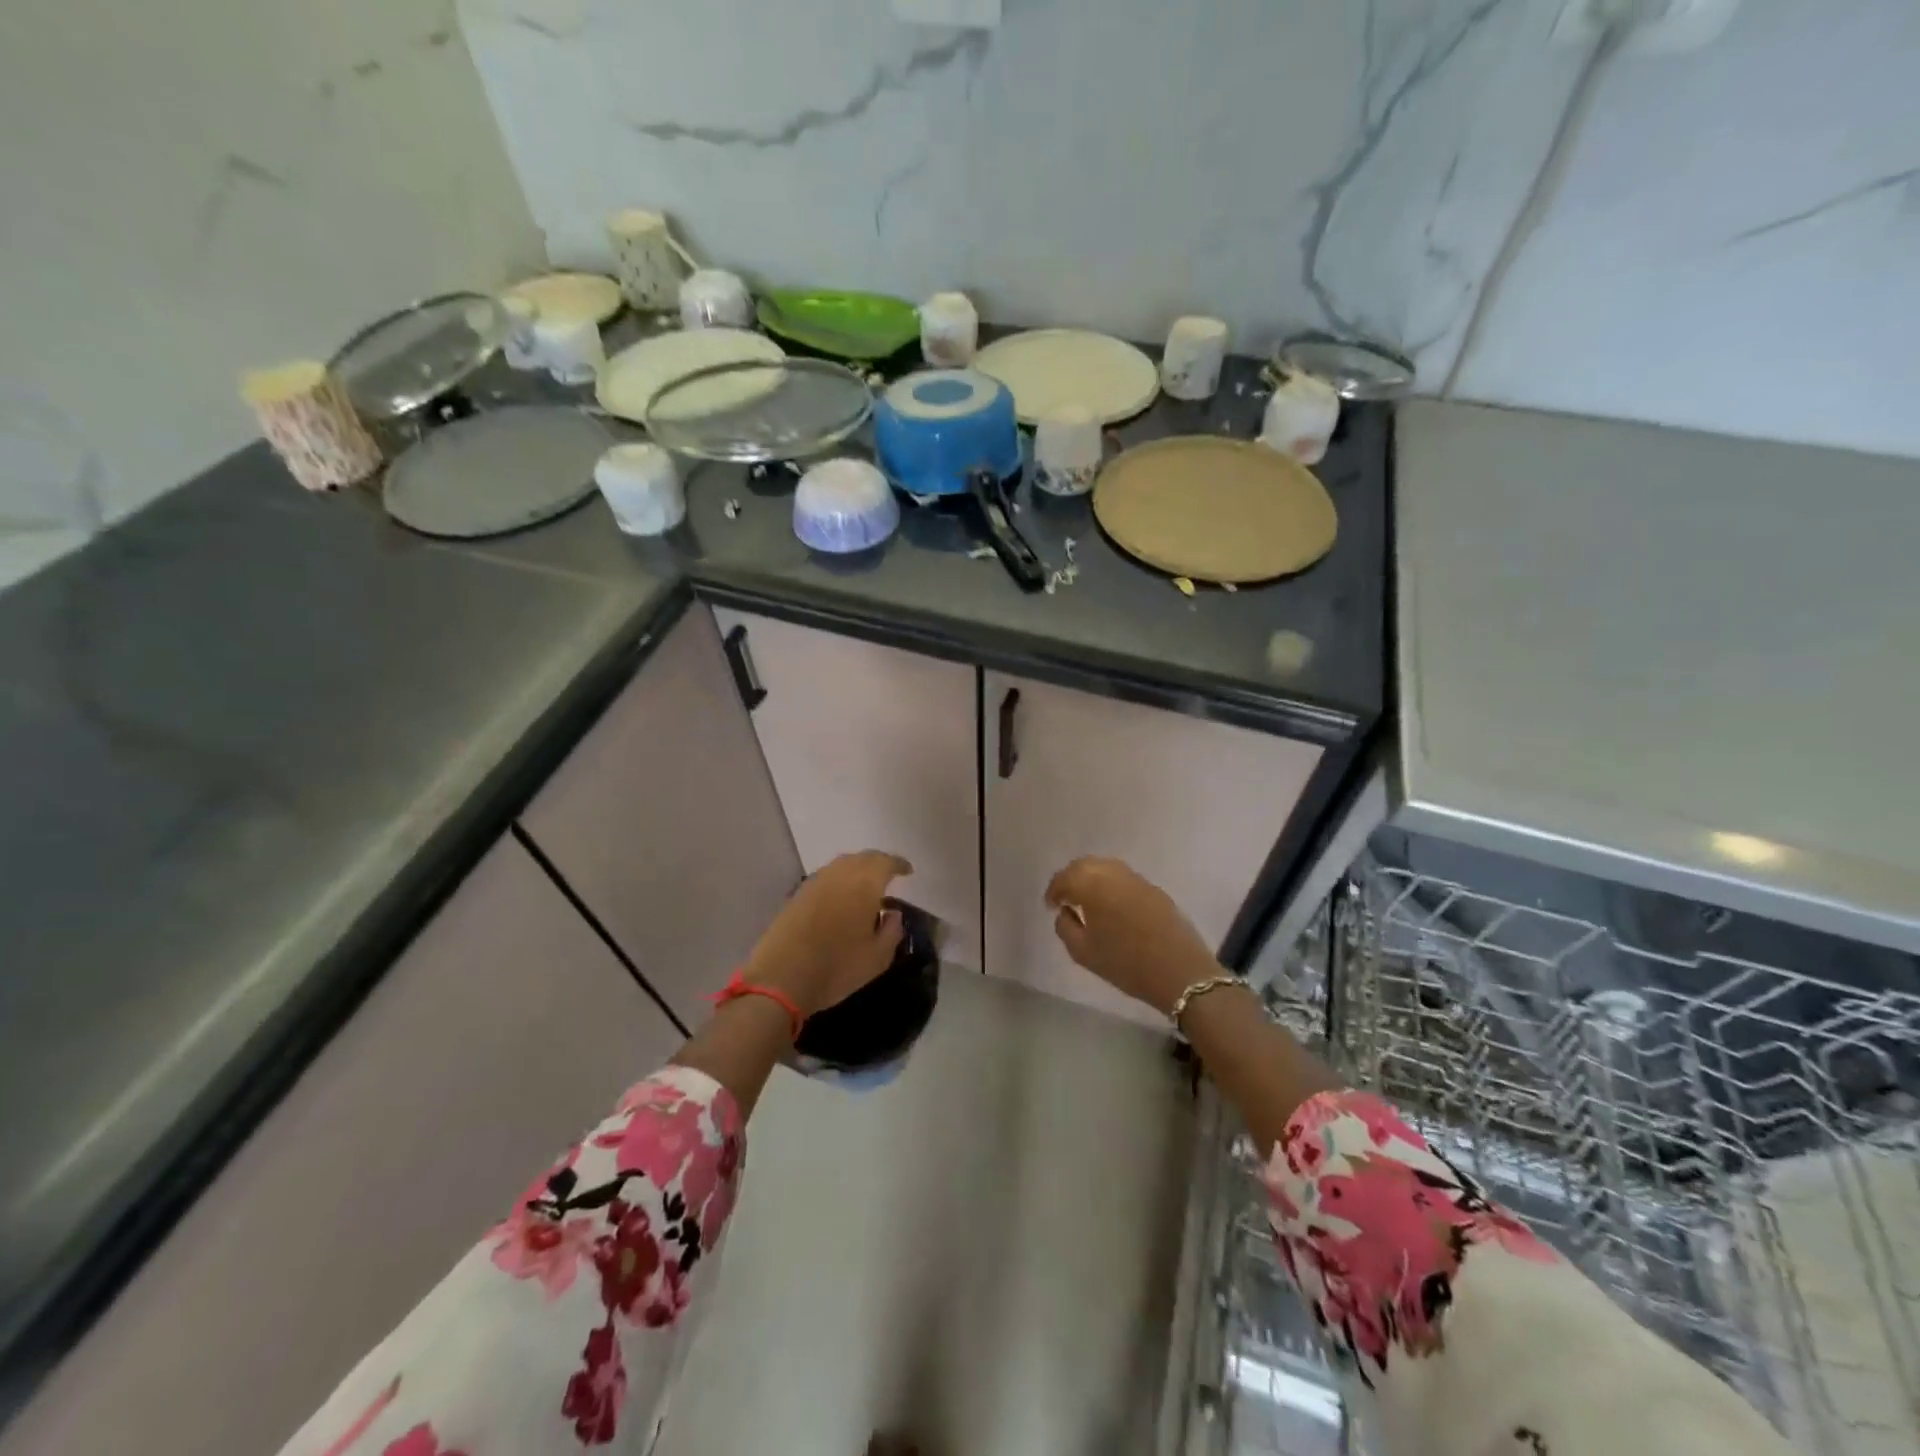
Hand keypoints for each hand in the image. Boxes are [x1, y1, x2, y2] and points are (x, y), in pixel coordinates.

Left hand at [744, 851, 912, 1018]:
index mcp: (863, 884)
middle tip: (888, 875)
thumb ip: (892, 931)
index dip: (898, 864)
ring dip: (857, 869)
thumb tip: (894, 913)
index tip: (907, 871)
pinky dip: (839, 880)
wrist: (780, 979)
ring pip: (841, 865)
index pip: (885, 862)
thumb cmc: (836, 968)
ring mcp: (815, 882)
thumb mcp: (877, 958)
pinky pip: (825, 877)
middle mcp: (839, 875)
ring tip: (866, 886)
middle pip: (862, 858)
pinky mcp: (797, 895)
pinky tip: (841, 897)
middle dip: (878, 863)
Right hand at [1045, 857, 1218, 1015]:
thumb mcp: (1083, 953)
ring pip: (1106, 867)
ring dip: (1091, 878)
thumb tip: (1065, 912)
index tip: (1050, 906)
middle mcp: (1114, 874)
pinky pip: (1124, 878)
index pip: (1065, 877)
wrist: (1180, 972)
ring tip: (1086, 900)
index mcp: (1093, 886)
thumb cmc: (1126, 964)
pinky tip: (1111, 905)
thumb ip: (1065, 927)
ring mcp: (1137, 879)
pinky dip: (1111, 884)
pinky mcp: (1155, 890)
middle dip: (1071, 878)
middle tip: (1065, 898)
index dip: (1054, 890)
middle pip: (1085, 865)